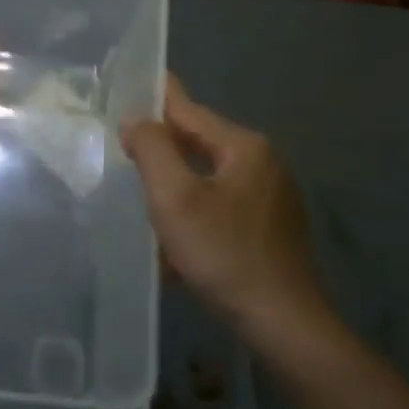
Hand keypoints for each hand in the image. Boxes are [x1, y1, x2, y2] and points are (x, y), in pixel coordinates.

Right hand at [120, 77, 328, 350]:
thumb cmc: (223, 254)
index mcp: (245, 147)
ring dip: (178, 184)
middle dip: (164, 147)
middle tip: (126, 148)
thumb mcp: (175, 198)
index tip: (132, 85)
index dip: (156, 100)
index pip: (189, 111)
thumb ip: (152, 150)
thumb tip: (137, 120)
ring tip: (146, 194)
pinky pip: (223, 205)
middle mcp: (264, 163)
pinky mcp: (273, 227)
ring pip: (210, 177)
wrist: (282, 322)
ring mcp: (273, 196)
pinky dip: (197, 210)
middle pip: (201, 143)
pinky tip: (178, 237)